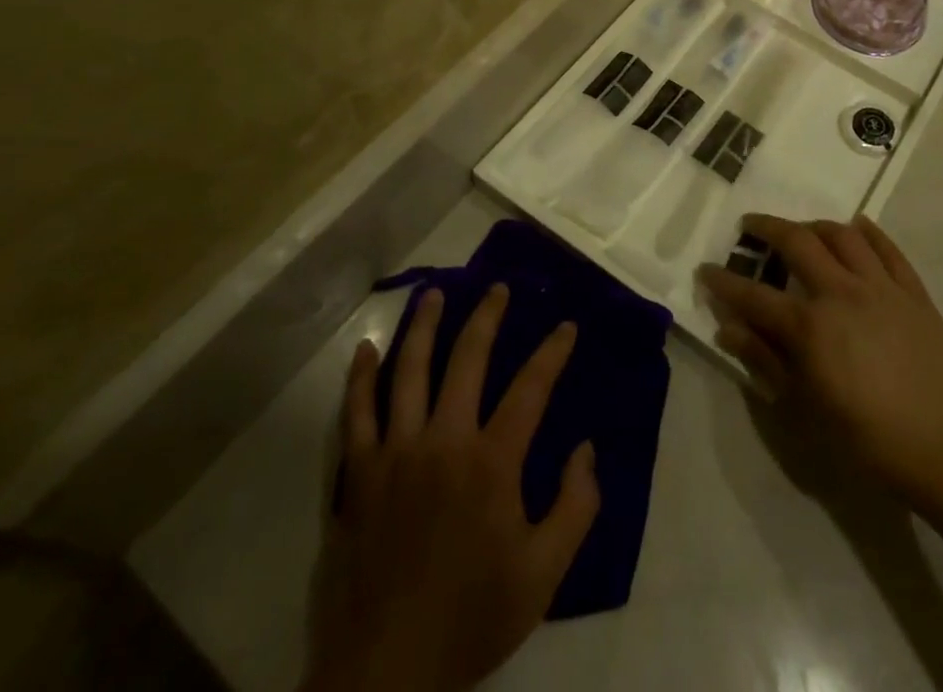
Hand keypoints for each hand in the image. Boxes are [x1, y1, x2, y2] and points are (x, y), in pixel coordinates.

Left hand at [307, 286, 598, 691]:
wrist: (385, 676)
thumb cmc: (471, 619)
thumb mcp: (543, 575)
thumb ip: (575, 508)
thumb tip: (586, 449)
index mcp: (491, 461)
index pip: (531, 387)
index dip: (552, 352)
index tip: (566, 326)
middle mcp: (443, 441)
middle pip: (467, 359)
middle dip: (487, 317)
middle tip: (498, 288)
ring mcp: (395, 453)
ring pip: (410, 371)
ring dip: (424, 327)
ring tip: (434, 293)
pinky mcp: (357, 476)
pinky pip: (356, 414)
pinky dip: (361, 378)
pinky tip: (367, 349)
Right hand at [699, 214, 942, 512]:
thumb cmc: (868, 439)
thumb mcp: (806, 409)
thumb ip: (766, 362)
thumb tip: (728, 329)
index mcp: (810, 327)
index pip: (754, 295)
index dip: (724, 283)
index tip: (706, 270)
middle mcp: (841, 293)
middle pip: (797, 242)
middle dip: (766, 228)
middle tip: (751, 226)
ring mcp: (881, 287)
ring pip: (842, 234)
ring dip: (814, 225)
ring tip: (802, 231)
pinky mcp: (913, 291)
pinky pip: (888, 248)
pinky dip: (868, 232)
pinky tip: (857, 228)